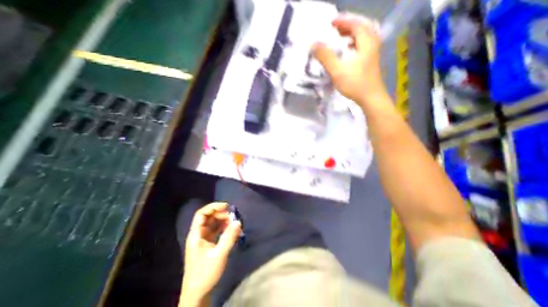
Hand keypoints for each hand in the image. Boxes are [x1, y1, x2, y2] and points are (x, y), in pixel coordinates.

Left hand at [181, 203, 240, 305]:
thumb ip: (229, 237)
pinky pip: (215, 231)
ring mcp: (202, 239)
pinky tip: (231, 229)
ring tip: (233, 222)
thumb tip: (238, 222)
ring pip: (212, 224)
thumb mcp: (219, 254)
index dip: (213, 207)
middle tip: (233, 216)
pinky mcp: (207, 244)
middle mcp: (198, 234)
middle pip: (208, 217)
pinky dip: (223, 228)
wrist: (197, 294)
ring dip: (223, 221)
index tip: (226, 206)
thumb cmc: (205, 273)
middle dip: (221, 214)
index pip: (202, 214)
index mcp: (196, 235)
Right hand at [315, 13, 386, 107]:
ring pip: (364, 37)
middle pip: (362, 27)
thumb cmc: (355, 83)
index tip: (331, 23)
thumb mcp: (337, 70)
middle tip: (336, 29)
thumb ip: (325, 57)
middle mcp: (372, 44)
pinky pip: (363, 46)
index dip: (343, 21)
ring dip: (352, 35)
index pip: (356, 24)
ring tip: (340, 38)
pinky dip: (355, 44)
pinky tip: (348, 52)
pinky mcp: (371, 62)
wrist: (371, 98)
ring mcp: (373, 54)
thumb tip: (313, 44)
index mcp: (366, 42)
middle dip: (348, 26)